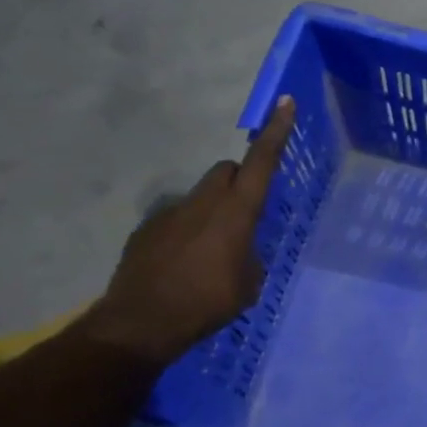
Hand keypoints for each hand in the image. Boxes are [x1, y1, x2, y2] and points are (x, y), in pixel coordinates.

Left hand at [81, 96, 295, 365]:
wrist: (141, 323)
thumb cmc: (207, 303)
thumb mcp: (249, 283)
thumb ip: (249, 254)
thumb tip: (239, 248)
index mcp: (236, 214)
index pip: (261, 163)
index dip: (276, 133)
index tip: (284, 103)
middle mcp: (203, 203)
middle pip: (225, 171)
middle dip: (238, 181)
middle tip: (246, 212)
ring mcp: (170, 213)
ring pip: (201, 196)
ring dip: (212, 212)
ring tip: (211, 253)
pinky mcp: (147, 229)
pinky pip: (177, 220)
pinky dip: (187, 233)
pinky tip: (184, 267)